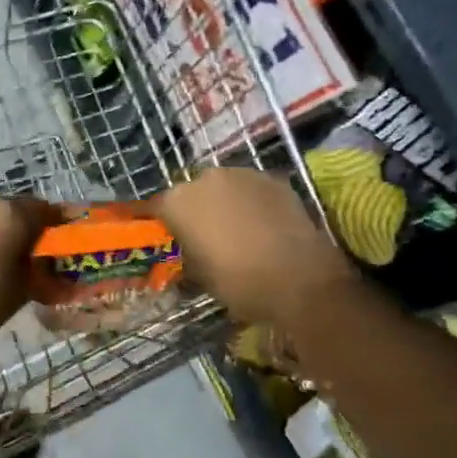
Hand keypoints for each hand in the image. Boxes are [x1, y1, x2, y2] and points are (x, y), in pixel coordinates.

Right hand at [157, 169, 356, 326]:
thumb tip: (190, 253)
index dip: (158, 220)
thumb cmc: (239, 283)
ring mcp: (242, 174)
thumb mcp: (201, 278)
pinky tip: (263, 225)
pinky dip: (252, 202)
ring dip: (225, 202)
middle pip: (193, 192)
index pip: (156, 206)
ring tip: (237, 229)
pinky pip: (252, 189)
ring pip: (224, 186)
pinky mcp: (273, 179)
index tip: (160, 231)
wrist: (300, 279)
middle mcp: (205, 178)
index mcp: (179, 202)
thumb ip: (189, 256)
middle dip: (196, 209)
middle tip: (204, 234)